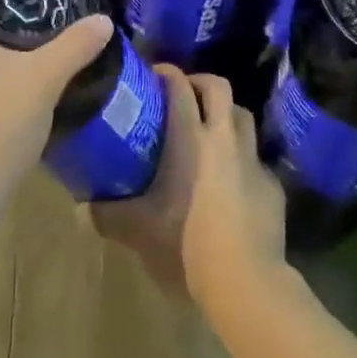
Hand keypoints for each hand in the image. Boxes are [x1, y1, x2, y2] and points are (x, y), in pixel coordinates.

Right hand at [92, 68, 285, 304]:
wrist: (246, 283)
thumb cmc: (185, 245)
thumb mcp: (136, 231)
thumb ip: (107, 214)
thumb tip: (83, 207)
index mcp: (190, 138)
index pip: (179, 86)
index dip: (166, 73)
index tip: (153, 75)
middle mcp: (224, 138)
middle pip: (218, 87)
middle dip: (200, 82)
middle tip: (184, 96)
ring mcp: (253, 161)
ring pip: (243, 116)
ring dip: (225, 115)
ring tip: (210, 132)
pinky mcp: (273, 187)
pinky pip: (256, 159)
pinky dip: (242, 159)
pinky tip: (232, 182)